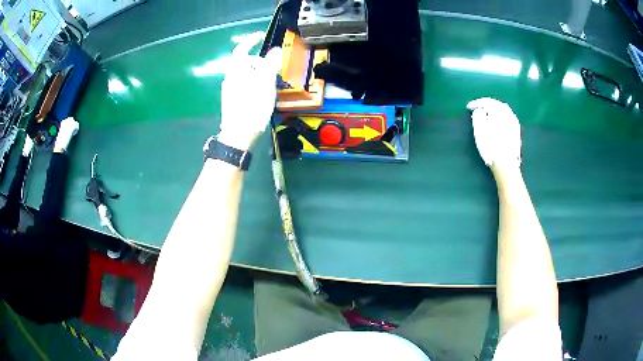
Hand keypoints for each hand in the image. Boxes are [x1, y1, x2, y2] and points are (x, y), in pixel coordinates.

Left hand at [218, 33, 282, 150]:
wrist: (238, 134)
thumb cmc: (252, 108)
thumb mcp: (265, 83)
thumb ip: (270, 64)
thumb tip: (275, 50)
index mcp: (236, 71)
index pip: (241, 49)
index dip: (250, 40)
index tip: (260, 36)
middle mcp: (230, 78)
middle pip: (245, 62)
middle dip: (259, 61)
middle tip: (273, 69)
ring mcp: (229, 90)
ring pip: (245, 74)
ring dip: (258, 73)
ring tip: (270, 83)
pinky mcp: (232, 100)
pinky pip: (244, 84)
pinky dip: (254, 83)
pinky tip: (262, 94)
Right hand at [466, 98, 521, 175]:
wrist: (506, 165)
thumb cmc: (491, 145)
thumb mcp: (479, 127)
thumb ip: (478, 114)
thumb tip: (480, 111)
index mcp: (500, 110)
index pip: (487, 101)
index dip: (476, 103)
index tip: (468, 107)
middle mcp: (509, 114)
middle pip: (497, 105)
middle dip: (487, 105)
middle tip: (478, 108)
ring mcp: (515, 125)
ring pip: (503, 112)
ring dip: (495, 112)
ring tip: (487, 116)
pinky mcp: (517, 134)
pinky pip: (507, 120)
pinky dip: (500, 119)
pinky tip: (496, 125)